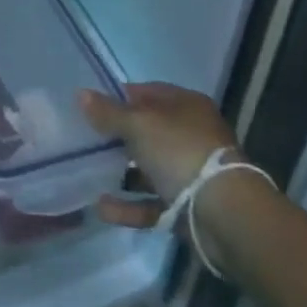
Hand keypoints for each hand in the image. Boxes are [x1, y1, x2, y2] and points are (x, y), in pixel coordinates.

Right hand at [80, 83, 240, 228]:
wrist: (225, 214)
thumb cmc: (180, 152)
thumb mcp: (139, 124)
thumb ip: (108, 112)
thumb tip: (81, 93)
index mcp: (186, 106)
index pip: (147, 92)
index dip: (119, 97)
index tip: (91, 106)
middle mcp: (191, 135)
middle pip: (148, 131)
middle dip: (118, 136)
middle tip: (86, 139)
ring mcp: (190, 172)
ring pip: (149, 168)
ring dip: (121, 172)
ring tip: (88, 173)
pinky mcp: (188, 206)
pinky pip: (152, 202)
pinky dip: (129, 205)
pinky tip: (102, 208)